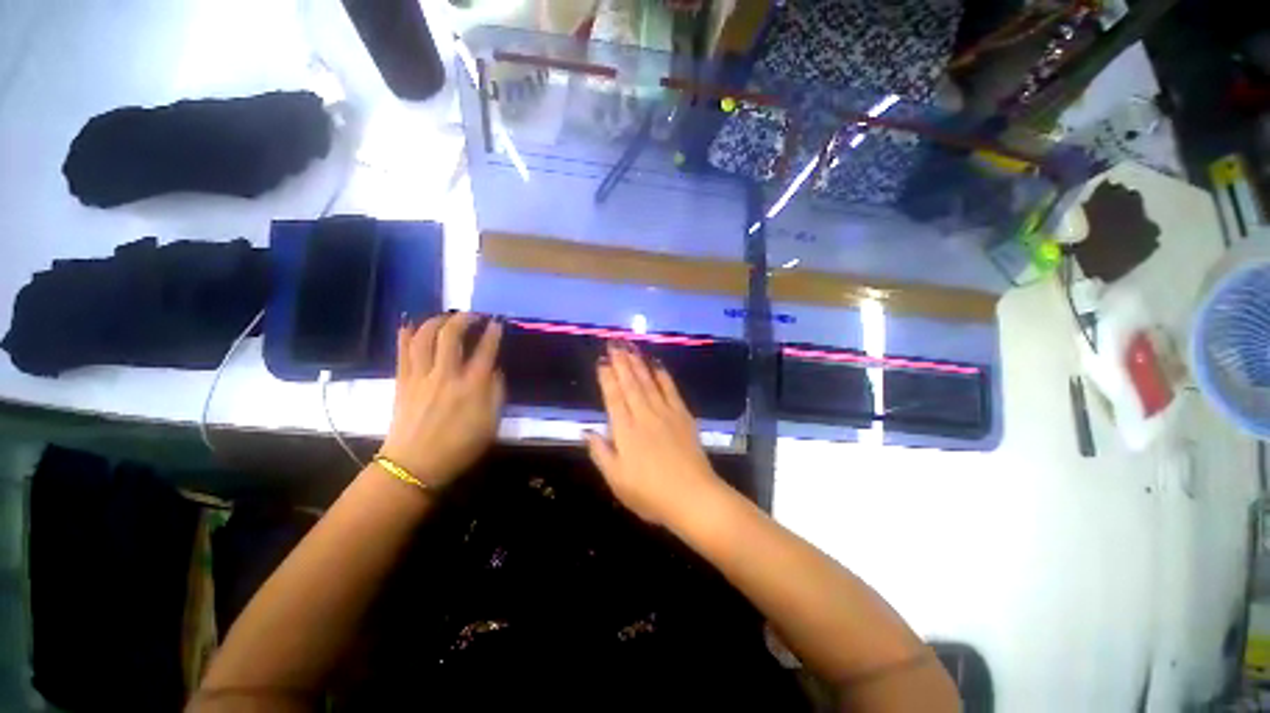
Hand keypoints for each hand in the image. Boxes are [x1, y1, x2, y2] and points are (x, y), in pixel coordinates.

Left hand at [379, 313, 503, 487]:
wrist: (414, 466)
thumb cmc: (459, 447)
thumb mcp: (491, 424)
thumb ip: (496, 393)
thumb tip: (495, 370)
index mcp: (471, 387)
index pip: (485, 351)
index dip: (493, 333)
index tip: (497, 322)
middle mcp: (445, 375)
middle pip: (451, 336)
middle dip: (463, 319)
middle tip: (473, 315)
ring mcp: (420, 377)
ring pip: (424, 338)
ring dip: (436, 321)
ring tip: (446, 317)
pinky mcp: (402, 382)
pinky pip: (403, 352)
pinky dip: (407, 334)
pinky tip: (412, 325)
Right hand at [585, 341, 723, 523]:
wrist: (693, 497)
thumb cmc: (650, 494)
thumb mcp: (616, 480)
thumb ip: (600, 453)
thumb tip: (587, 431)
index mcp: (625, 431)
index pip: (613, 398)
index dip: (607, 378)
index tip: (602, 361)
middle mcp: (644, 415)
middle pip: (630, 384)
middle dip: (621, 362)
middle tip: (614, 343)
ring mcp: (665, 413)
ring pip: (648, 382)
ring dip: (638, 363)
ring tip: (630, 347)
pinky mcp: (683, 416)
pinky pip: (671, 390)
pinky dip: (663, 376)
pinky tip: (657, 364)